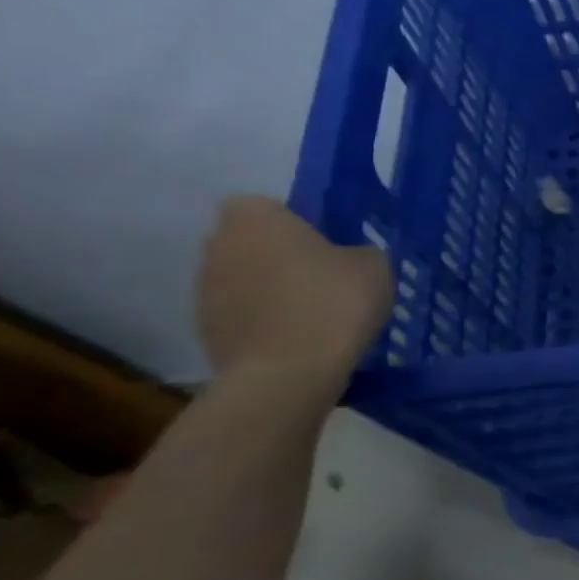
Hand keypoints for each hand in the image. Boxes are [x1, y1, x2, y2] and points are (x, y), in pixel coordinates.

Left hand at [197, 197, 391, 388]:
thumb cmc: (333, 304)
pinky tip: (298, 340)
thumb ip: (356, 251)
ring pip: (244, 278)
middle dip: (279, 255)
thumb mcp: (374, 265)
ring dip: (270, 289)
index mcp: (254, 218)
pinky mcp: (205, 330)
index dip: (295, 221)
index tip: (326, 243)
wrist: (288, 374)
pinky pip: (241, 314)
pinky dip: (264, 321)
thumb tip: (346, 258)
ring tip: (314, 314)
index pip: (266, 205)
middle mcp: (217, 245)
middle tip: (324, 277)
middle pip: (251, 241)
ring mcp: (204, 290)